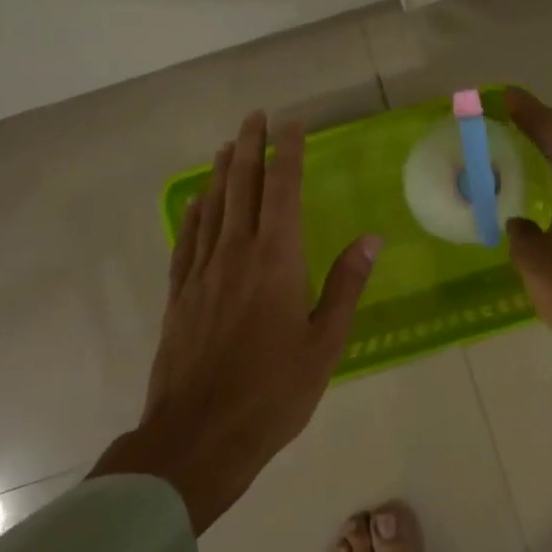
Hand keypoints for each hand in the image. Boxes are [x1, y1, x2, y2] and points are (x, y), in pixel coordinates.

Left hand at [90, 112, 381, 532]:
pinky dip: (194, 213)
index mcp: (277, 260)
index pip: (283, 190)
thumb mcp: (325, 343)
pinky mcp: (180, 294)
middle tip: (254, 116)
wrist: (198, 436)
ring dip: (222, 172)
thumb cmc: (273, 392)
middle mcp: (236, 254)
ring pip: (212, 207)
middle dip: (250, 147)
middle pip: (242, 187)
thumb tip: (371, 238)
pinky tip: (197, 201)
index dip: (288, 152)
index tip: (291, 123)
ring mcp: (202, 272)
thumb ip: (346, 285)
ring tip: (228, 145)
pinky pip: (187, 240)